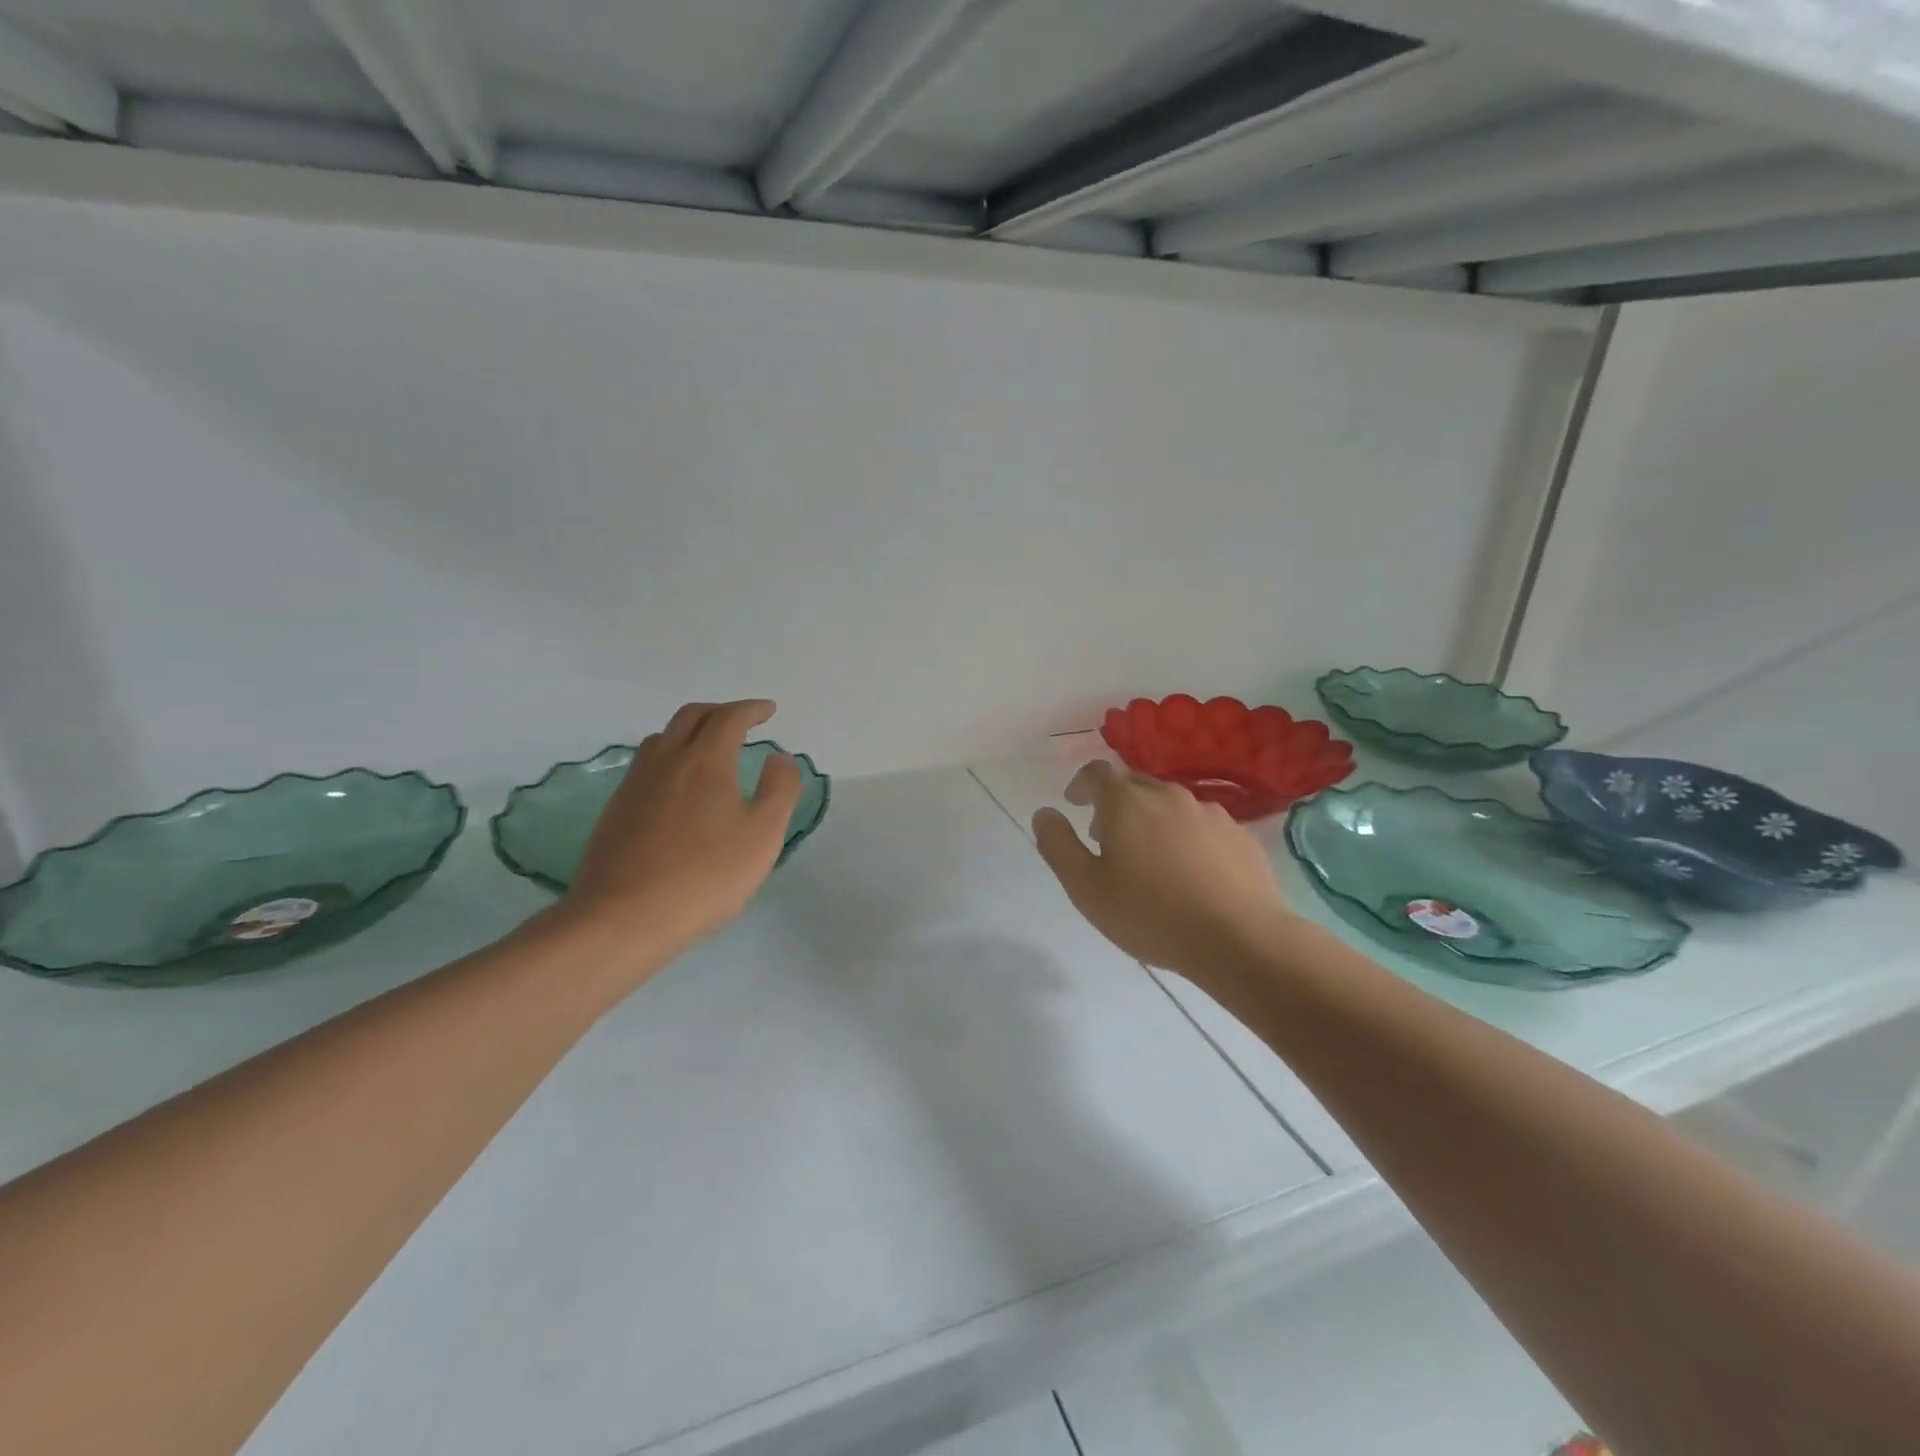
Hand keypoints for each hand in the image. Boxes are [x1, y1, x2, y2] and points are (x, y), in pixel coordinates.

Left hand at [558, 700, 802, 968]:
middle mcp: (666, 760)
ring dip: (690, 731)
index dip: (752, 709)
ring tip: (708, 749)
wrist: (623, 917)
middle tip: (742, 721)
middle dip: (720, 711)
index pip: (729, 718)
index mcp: (705, 760)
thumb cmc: (705, 875)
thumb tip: (780, 757)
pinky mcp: (616, 810)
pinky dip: (670, 757)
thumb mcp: (763, 835)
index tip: (768, 711)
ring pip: (663, 738)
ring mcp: (635, 784)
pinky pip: (646, 765)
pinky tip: (677, 787)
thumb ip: (780, 789)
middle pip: (691, 717)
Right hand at [1033, 761, 1295, 981]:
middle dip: (1114, 804)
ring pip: (1170, 805)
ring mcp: (1210, 813)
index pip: (1097, 772)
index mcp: (1126, 802)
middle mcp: (1169, 795)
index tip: (1075, 804)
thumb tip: (1044, 813)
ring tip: (1150, 861)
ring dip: (1151, 820)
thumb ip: (1058, 845)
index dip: (1081, 784)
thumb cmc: (1152, 915)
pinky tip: (1190, 874)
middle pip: (1134, 785)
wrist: (1241, 940)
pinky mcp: (1240, 835)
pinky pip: (1202, 826)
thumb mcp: (1086, 888)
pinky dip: (1186, 838)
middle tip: (1106, 839)